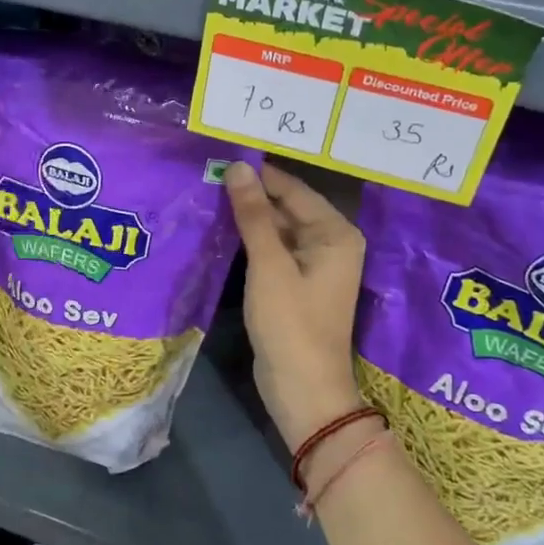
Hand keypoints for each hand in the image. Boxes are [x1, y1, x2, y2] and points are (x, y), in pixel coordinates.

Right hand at [224, 162, 366, 448]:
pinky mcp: (296, 284)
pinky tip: (221, 229)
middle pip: (287, 207)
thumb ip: (254, 215)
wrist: (303, 390)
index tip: (220, 155)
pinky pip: (273, 250)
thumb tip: (238, 167)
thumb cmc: (291, 323)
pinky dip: (251, 240)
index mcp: (335, 233)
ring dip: (248, 216)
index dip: (258, 174)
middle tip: (208, 173)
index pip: (293, 189)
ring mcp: (314, 265)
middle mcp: (330, 242)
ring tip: (208, 193)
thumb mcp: (269, 265)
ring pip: (278, 228)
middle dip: (251, 194)